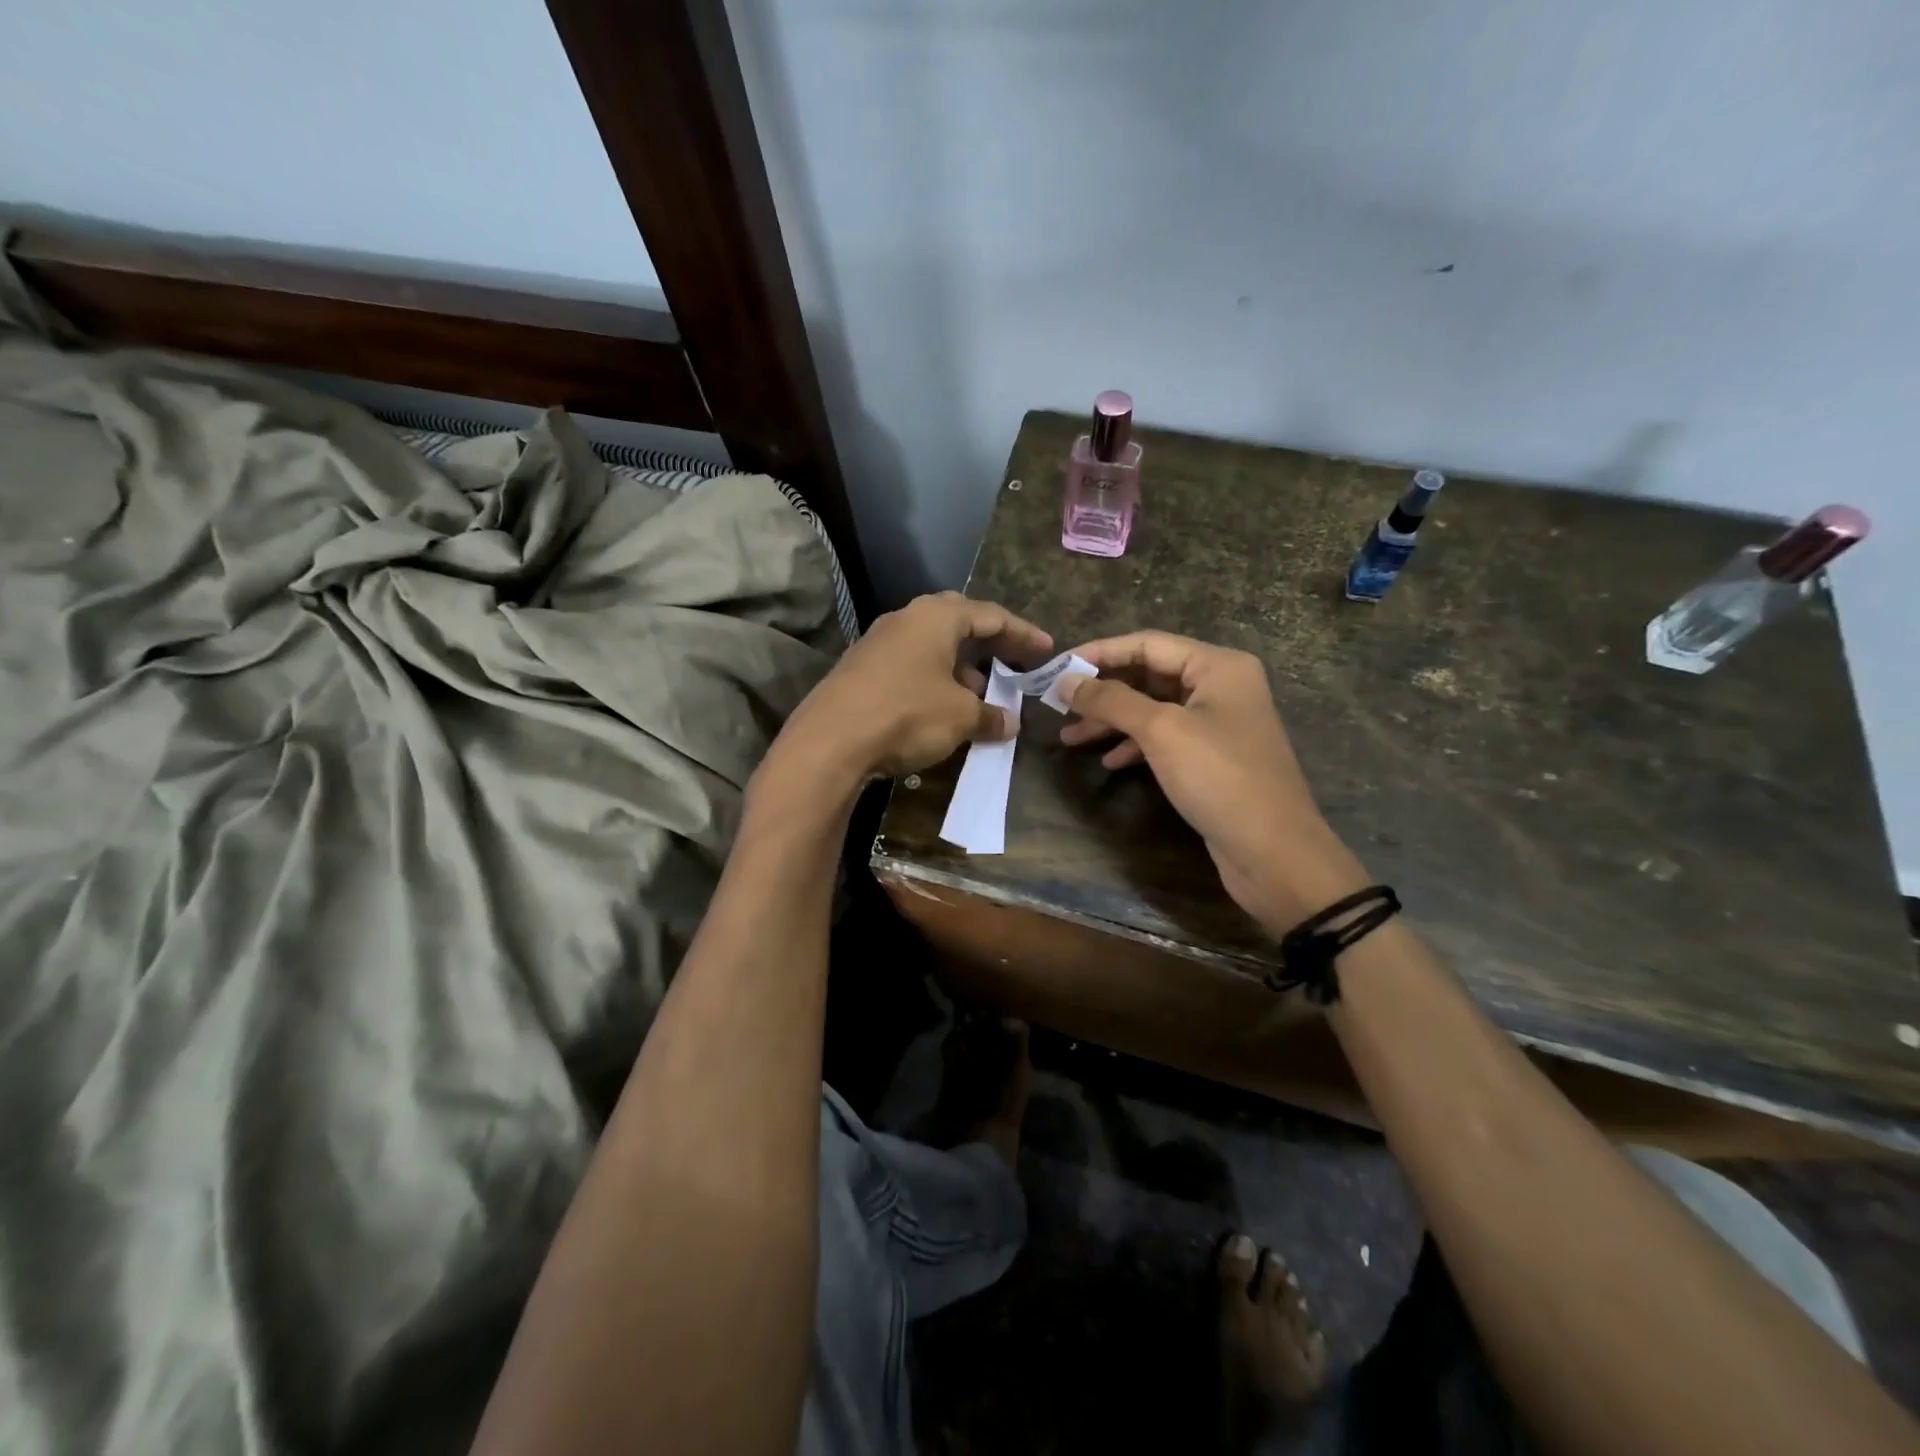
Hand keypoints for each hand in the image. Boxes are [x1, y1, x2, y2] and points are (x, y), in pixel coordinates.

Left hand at [772, 592, 1051, 783]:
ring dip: (962, 667)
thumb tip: (1010, 723)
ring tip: (983, 694)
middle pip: (961, 624)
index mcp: (936, 616)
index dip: (1023, 634)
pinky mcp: (862, 669)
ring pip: (934, 647)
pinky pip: (912, 665)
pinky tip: (944, 707)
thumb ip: (990, 716)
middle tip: (1016, 663)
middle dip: (991, 645)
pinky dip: (936, 680)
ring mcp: (880, 642)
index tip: (1047, 650)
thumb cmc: (907, 714)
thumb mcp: (960, 717)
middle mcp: (907, 619)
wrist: (830, 741)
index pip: (992, 616)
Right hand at [1056, 632, 1367, 932]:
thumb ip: (1111, 700)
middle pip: (1149, 675)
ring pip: (1153, 709)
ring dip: (1111, 721)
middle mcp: (1221, 686)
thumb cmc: (1220, 779)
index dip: (1099, 653)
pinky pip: (1165, 738)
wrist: (1274, 853)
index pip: (1147, 644)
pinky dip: (1134, 745)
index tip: (1056, 668)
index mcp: (1217, 666)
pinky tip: (1109, 761)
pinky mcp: (1212, 757)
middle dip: (1103, 690)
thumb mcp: (1161, 731)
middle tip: (1058, 705)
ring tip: (1070, 737)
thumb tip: (1066, 680)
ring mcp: (1218, 723)